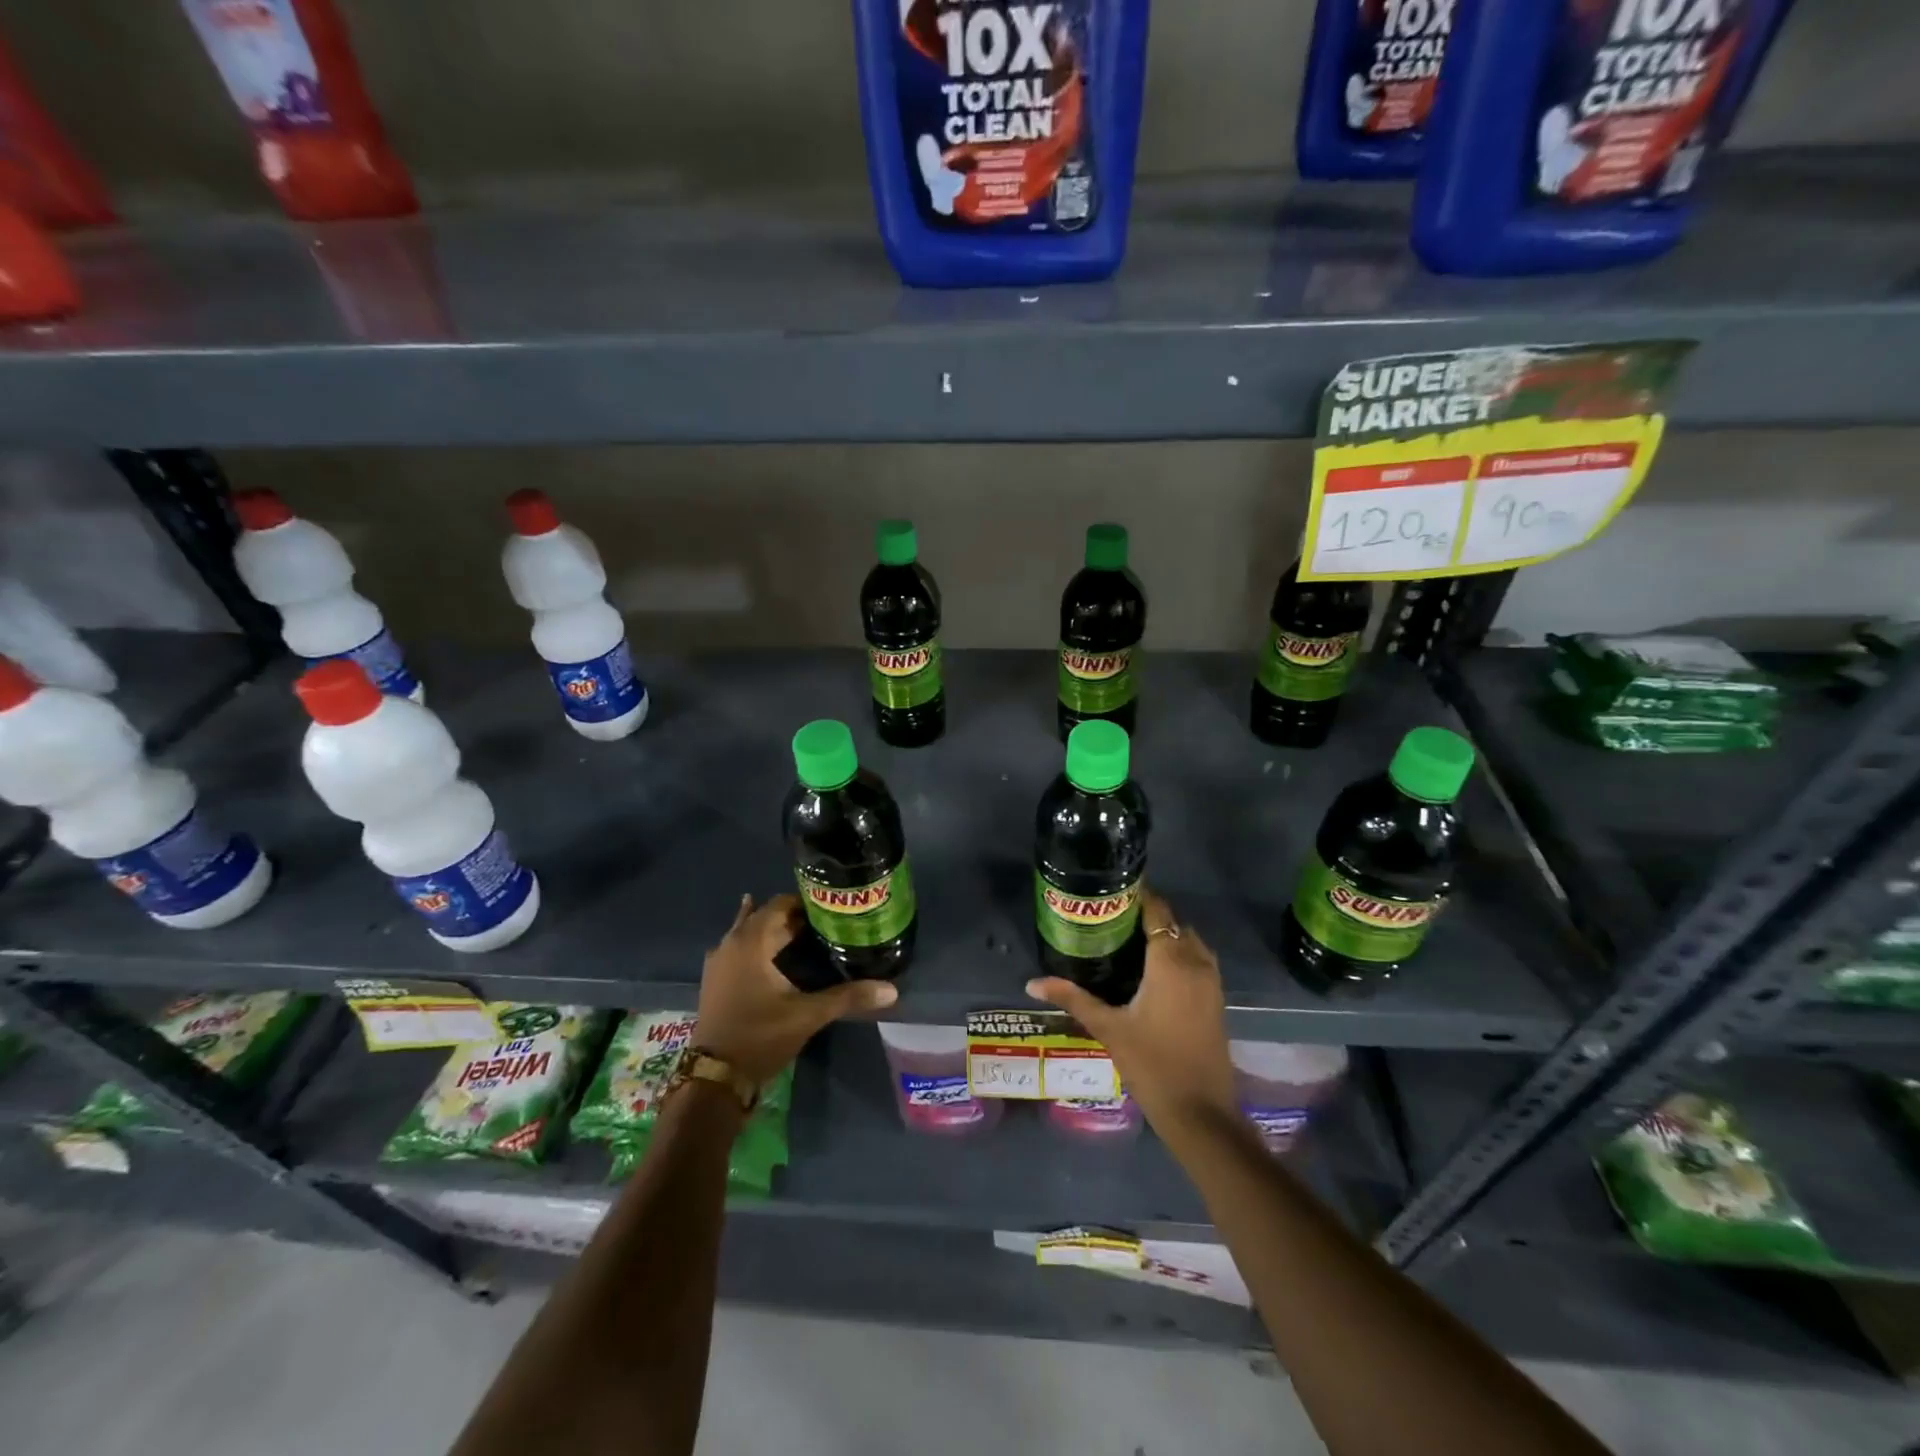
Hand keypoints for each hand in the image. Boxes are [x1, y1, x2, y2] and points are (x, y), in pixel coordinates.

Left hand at [695, 893, 897, 1084]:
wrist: (715, 1078)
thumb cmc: (760, 1037)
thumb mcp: (807, 1015)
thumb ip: (847, 997)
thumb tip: (891, 989)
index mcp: (751, 941)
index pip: (780, 904)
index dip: (806, 903)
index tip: (832, 909)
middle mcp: (731, 943)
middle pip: (766, 916)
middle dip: (795, 917)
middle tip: (827, 923)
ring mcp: (719, 961)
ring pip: (750, 931)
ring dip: (775, 930)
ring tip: (806, 934)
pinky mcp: (716, 979)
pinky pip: (739, 948)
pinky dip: (758, 945)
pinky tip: (774, 952)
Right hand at [1026, 889, 1236, 1133]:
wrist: (1201, 1113)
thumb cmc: (1152, 1064)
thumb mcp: (1108, 1028)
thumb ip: (1072, 999)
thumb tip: (1032, 983)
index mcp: (1170, 962)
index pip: (1158, 912)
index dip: (1139, 897)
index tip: (1112, 894)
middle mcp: (1196, 963)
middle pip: (1174, 924)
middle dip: (1149, 917)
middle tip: (1113, 921)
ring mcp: (1212, 983)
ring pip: (1190, 942)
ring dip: (1167, 936)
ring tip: (1131, 942)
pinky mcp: (1217, 1001)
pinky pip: (1200, 961)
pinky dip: (1181, 955)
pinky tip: (1154, 972)